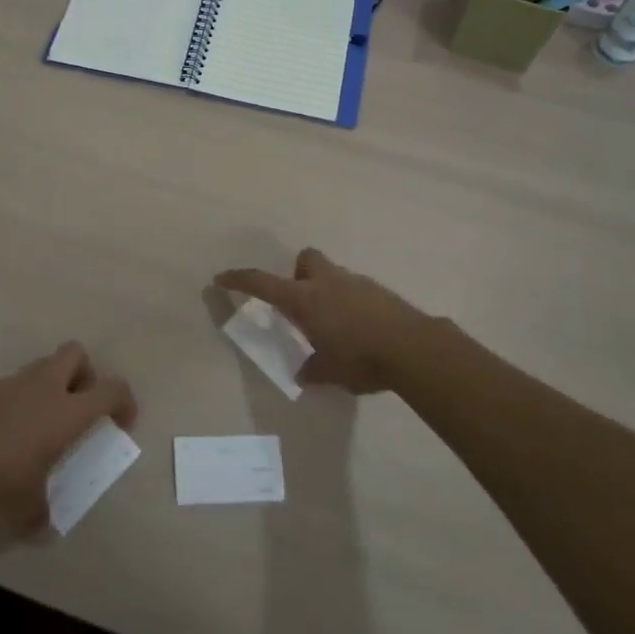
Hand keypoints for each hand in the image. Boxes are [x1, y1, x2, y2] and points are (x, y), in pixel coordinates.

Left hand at [0, 342, 135, 529]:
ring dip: (52, 383)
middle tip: (79, 405)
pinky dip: (22, 397)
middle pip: (77, 354)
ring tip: (42, 420)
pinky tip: (10, 428)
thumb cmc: (3, 477)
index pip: (112, 389)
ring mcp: (16, 382)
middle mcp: (47, 386)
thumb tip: (43, 529)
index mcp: (68, 410)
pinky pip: (16, 383)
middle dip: (84, 373)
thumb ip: (42, 514)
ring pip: (44, 364)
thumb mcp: (28, 506)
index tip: (122, 422)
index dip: (124, 401)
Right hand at [215, 248, 444, 394]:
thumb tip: (303, 374)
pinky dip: (351, 303)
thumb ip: (312, 369)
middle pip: (305, 259)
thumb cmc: (361, 358)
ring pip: (333, 274)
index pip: (262, 283)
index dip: (239, 280)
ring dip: (327, 291)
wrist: (413, 348)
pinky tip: (360, 330)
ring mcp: (356, 282)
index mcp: (304, 299)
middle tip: (302, 304)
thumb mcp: (329, 371)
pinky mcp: (379, 291)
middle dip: (299, 274)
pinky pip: (355, 289)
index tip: (222, 278)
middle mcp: (327, 283)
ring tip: (335, 325)